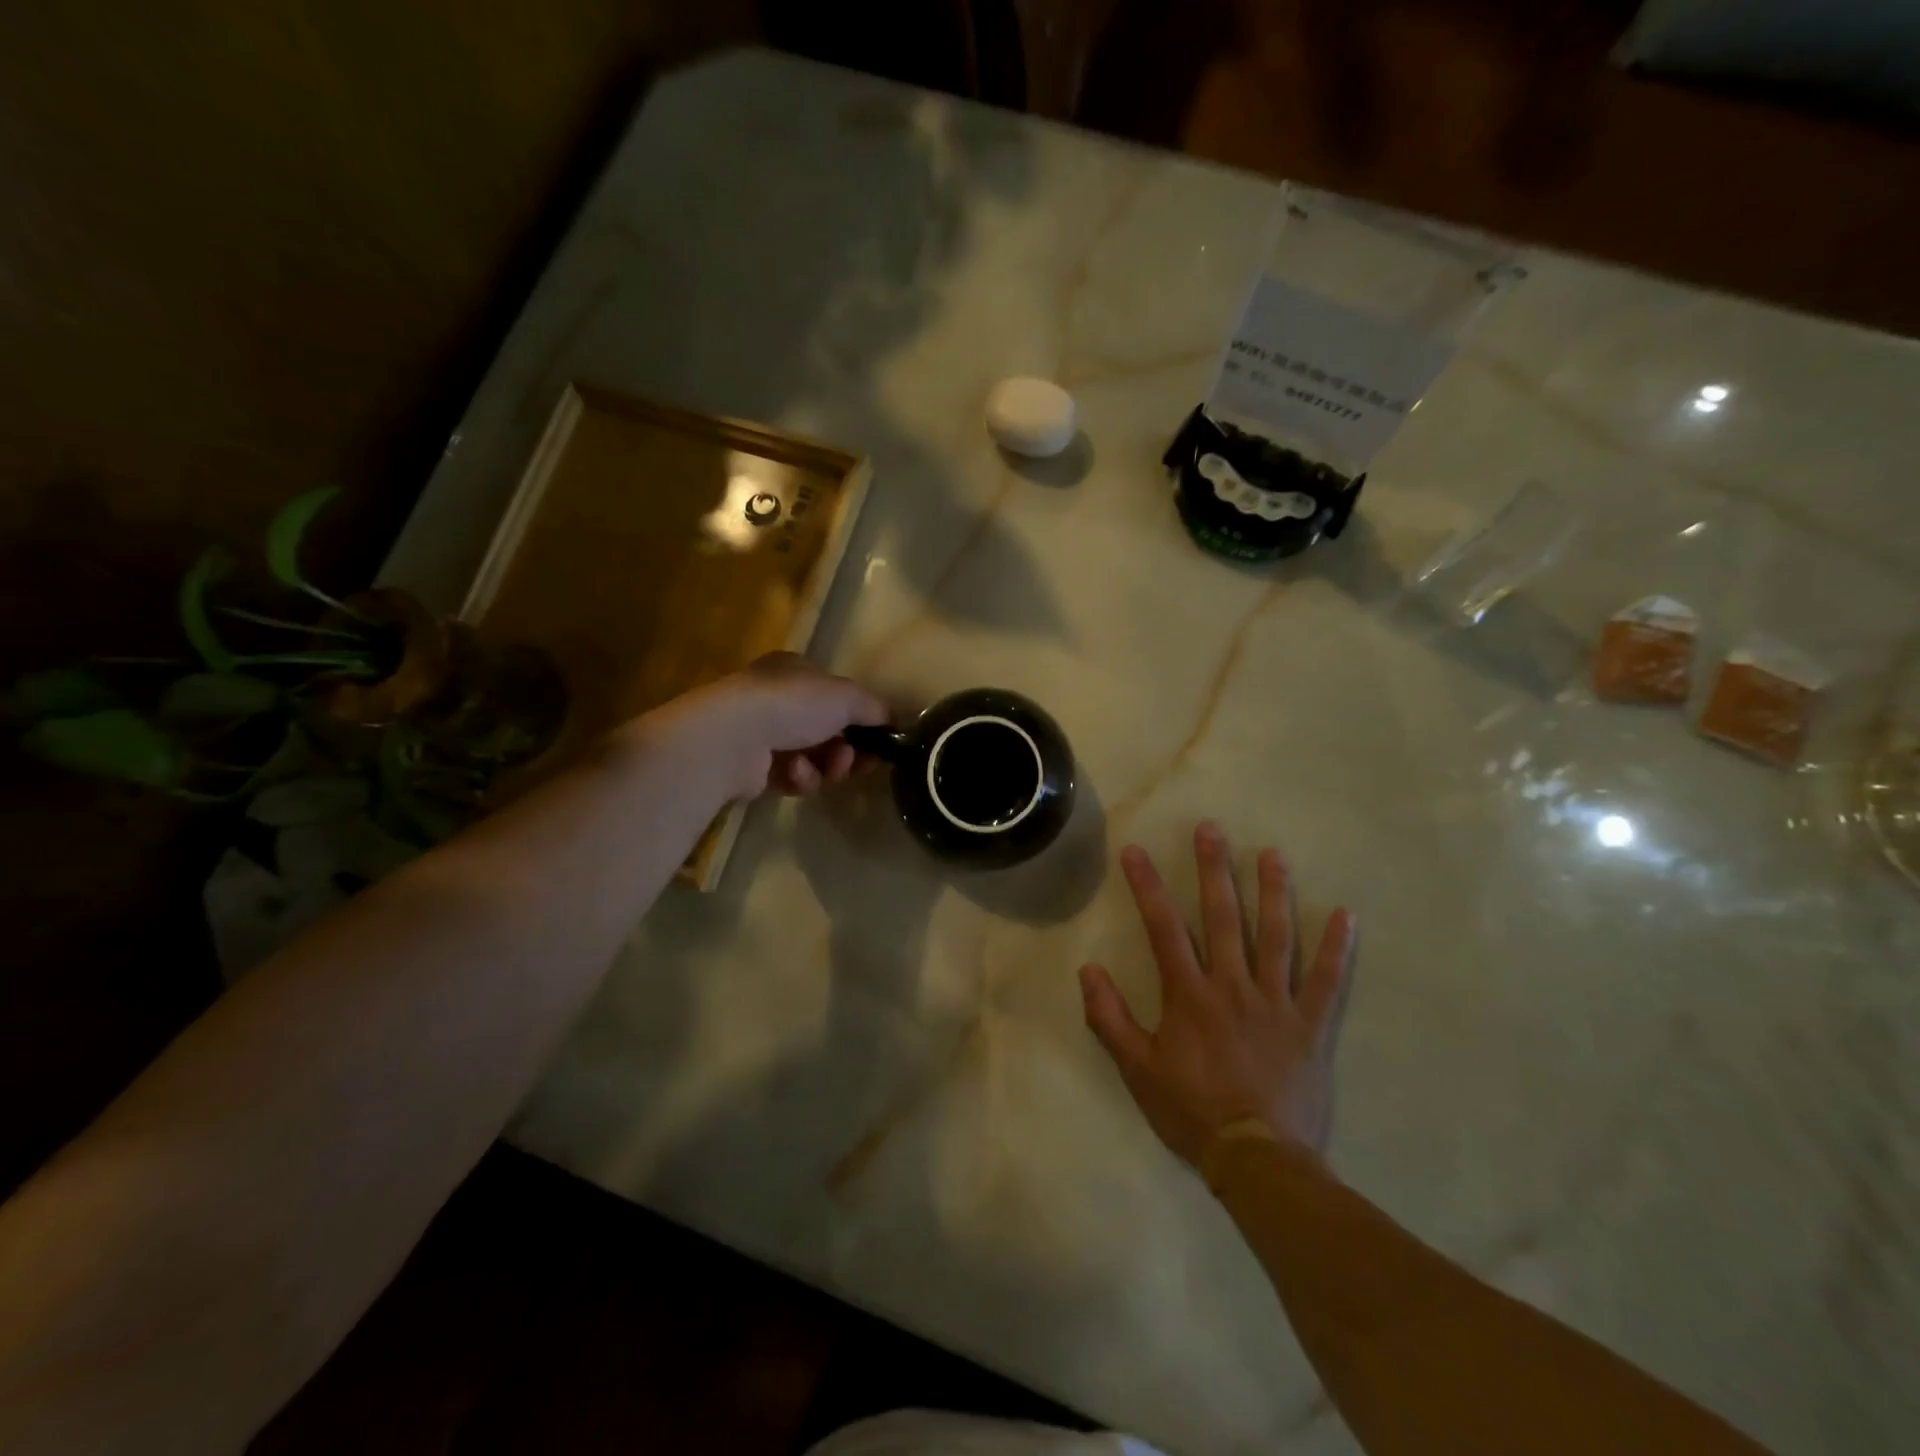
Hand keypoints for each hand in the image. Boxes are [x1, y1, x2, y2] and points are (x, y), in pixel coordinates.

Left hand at [644, 652, 889, 801]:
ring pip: (815, 758)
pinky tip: (795, 773)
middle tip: (861, 762)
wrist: (734, 738)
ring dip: (828, 766)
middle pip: (829, 732)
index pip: (837, 696)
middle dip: (849, 750)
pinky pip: (793, 778)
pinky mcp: (754, 771)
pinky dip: (801, 778)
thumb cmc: (793, 704)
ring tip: (828, 767)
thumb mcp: (846, 697)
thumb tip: (893, 721)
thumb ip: (875, 708)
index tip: (882, 741)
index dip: (862, 719)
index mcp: (796, 672)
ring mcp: (764, 736)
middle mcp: (778, 700)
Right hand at [1079, 821, 1357, 1167]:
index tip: (1136, 851)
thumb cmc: (1190, 1110)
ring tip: (1272, 854)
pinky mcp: (1311, 1026)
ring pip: (1276, 937)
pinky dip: (1337, 950)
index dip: (1148, 887)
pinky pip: (1328, 983)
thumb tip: (1089, 970)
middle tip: (1211, 830)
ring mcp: (1276, 1003)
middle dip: (1214, 870)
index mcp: (1188, 994)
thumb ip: (1109, 1017)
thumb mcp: (1136, 1068)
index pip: (1164, 927)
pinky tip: (1347, 915)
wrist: (1256, 1159)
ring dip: (1274, 893)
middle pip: (1222, 917)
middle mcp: (1232, 986)